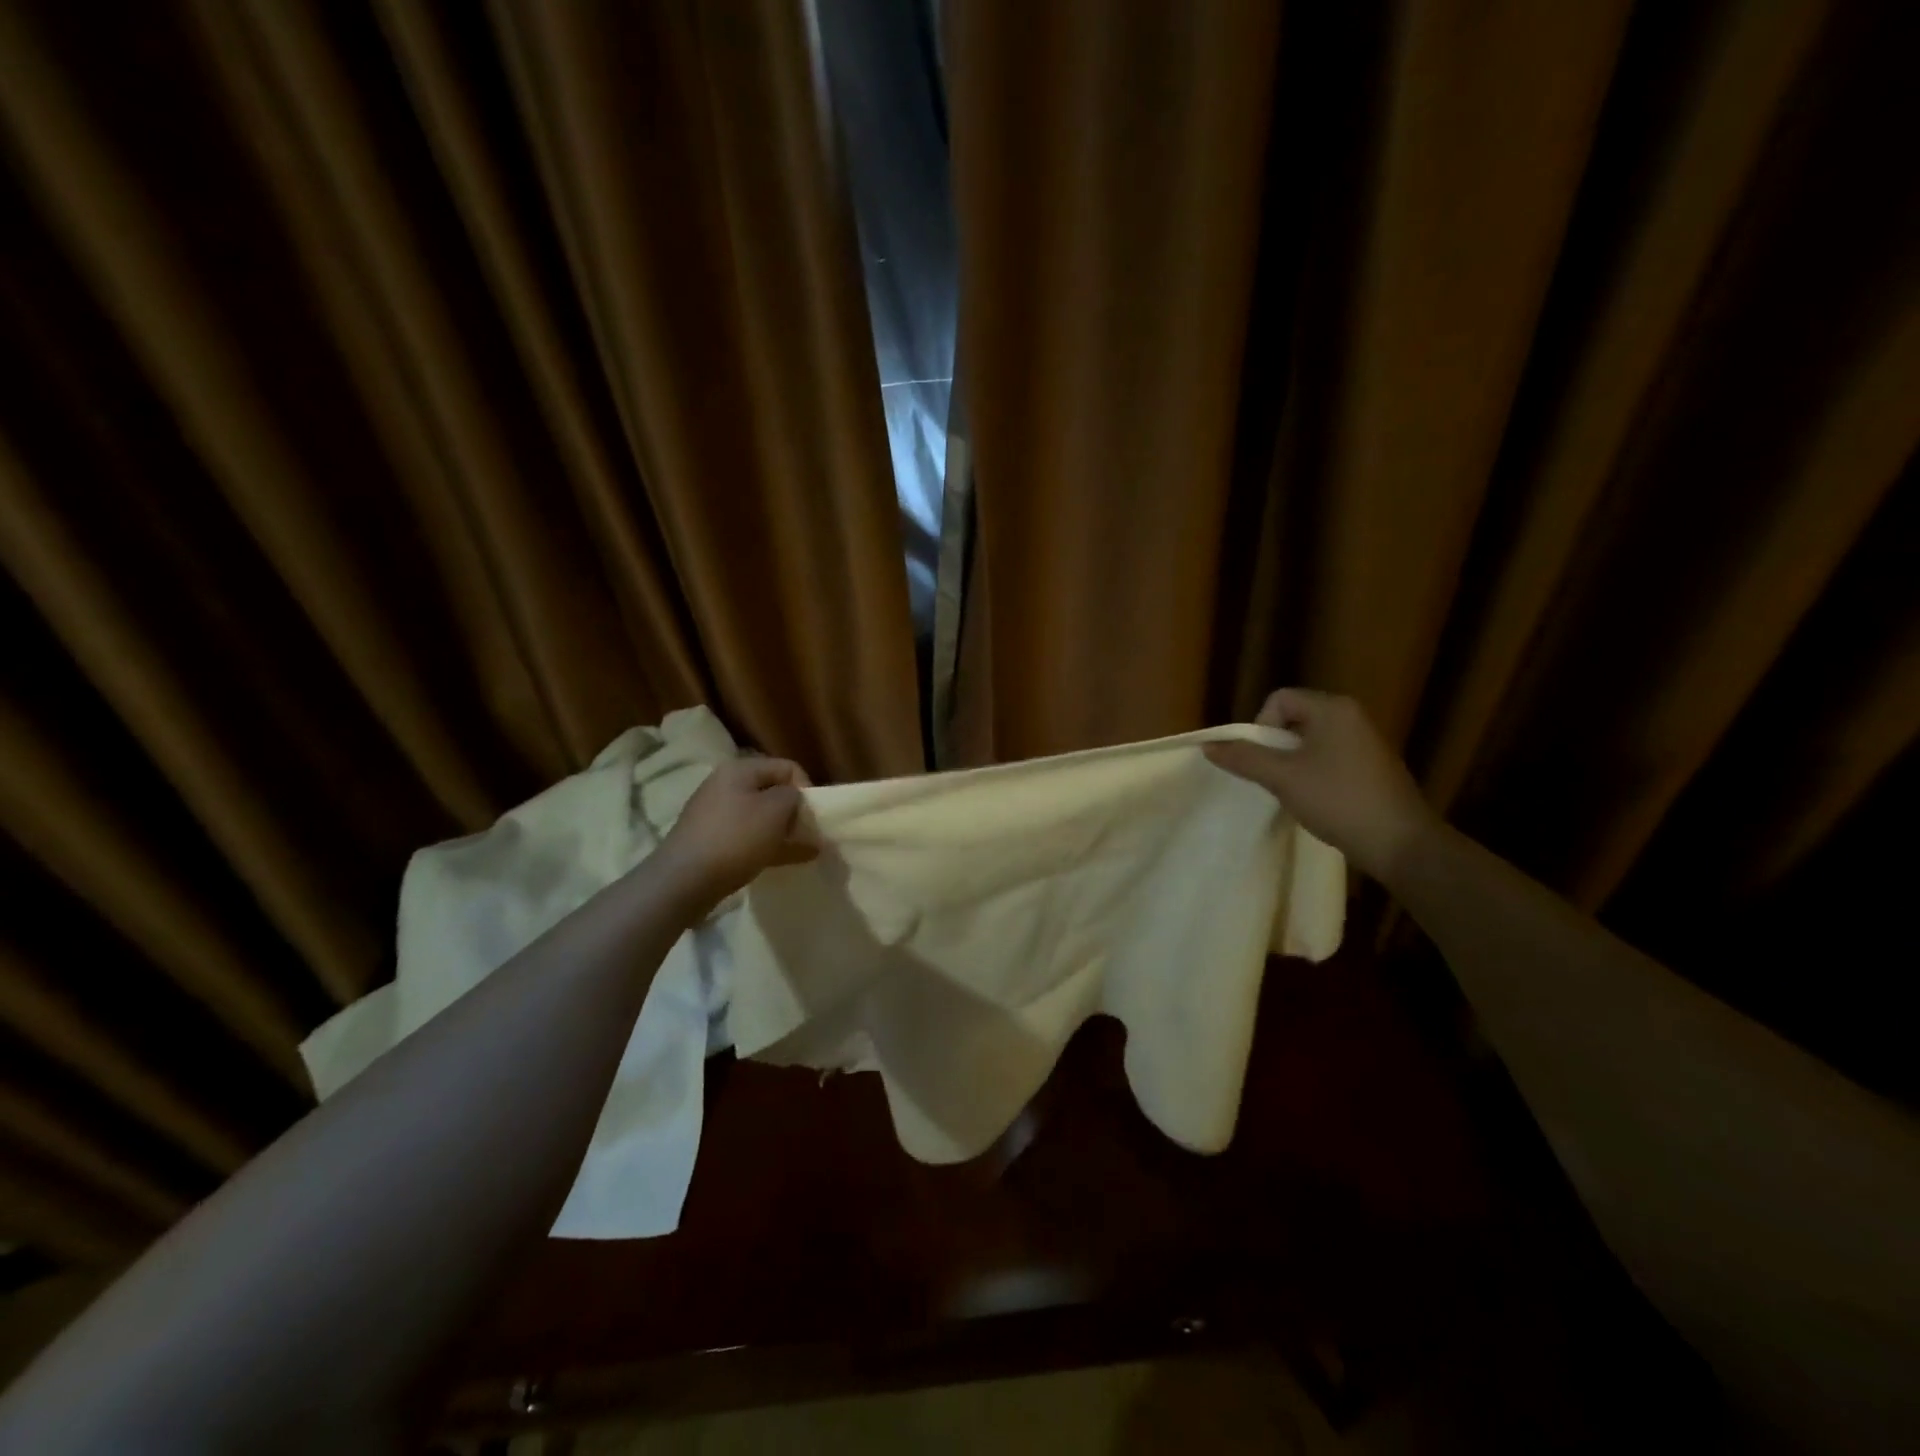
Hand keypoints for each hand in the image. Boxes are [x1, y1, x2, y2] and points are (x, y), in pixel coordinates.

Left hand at [660, 757, 820, 909]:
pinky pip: (749, 838)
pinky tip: (787, 861)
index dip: (807, 788)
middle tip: (810, 835)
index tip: (814, 816)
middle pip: (773, 792)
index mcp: (740, 770)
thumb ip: (793, 798)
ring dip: (785, 832)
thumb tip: (794, 801)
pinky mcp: (712, 841)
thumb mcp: (776, 810)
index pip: (787, 767)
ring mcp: (716, 815)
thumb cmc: (735, 838)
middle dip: (795, 813)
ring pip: (762, 818)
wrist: (684, 880)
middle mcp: (726, 786)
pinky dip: (769, 846)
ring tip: (805, 851)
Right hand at [1203, 688, 1438, 881]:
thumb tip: (1208, 745)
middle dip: (1275, 747)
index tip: (1262, 760)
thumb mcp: (1283, 778)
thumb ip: (1244, 758)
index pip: (1280, 700)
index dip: (1261, 726)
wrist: (1400, 842)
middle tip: (1272, 777)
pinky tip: (1316, 800)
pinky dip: (1313, 773)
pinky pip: (1329, 757)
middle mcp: (1352, 717)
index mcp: (1333, 709)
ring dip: (1292, 763)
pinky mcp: (1372, 766)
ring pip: (1310, 741)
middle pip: (1294, 718)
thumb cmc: (1337, 800)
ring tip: (1292, 791)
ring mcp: (1365, 742)